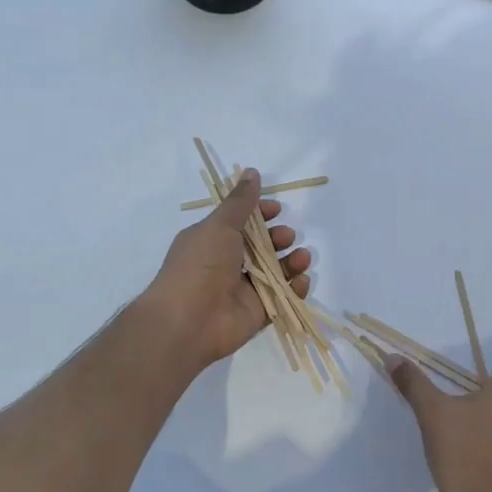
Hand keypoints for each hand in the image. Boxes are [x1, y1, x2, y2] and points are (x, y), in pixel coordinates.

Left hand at [141, 169, 310, 371]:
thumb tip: (251, 171)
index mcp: (212, 240)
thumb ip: (240, 202)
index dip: (260, 214)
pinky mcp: (258, 312)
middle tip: (286, 236)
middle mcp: (227, 263)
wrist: (188, 320)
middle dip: (278, 238)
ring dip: (292, 261)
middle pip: (261, 246)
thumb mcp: (219, 225)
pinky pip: (281, 297)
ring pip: (275, 271)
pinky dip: (294, 288)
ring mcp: (243, 289)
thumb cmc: (200, 265)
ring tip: (302, 257)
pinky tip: (301, 280)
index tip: (277, 209)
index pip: (241, 222)